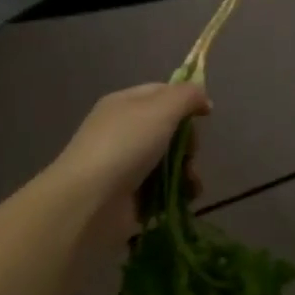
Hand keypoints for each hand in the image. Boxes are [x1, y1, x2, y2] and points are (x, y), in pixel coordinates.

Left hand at [45, 82, 210, 243]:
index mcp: (126, 103)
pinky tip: (186, 197)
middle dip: (188, 143)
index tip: (206, 115)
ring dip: (187, 170)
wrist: (89, 202)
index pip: (162, 92)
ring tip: (190, 183)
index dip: (186, 100)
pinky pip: (163, 188)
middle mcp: (124, 131)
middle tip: (189, 154)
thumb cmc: (125, 145)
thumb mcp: (161, 109)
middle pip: (170, 129)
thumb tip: (203, 99)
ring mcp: (126, 165)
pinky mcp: (131, 196)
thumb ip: (187, 96)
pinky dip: (178, 192)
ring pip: (170, 160)